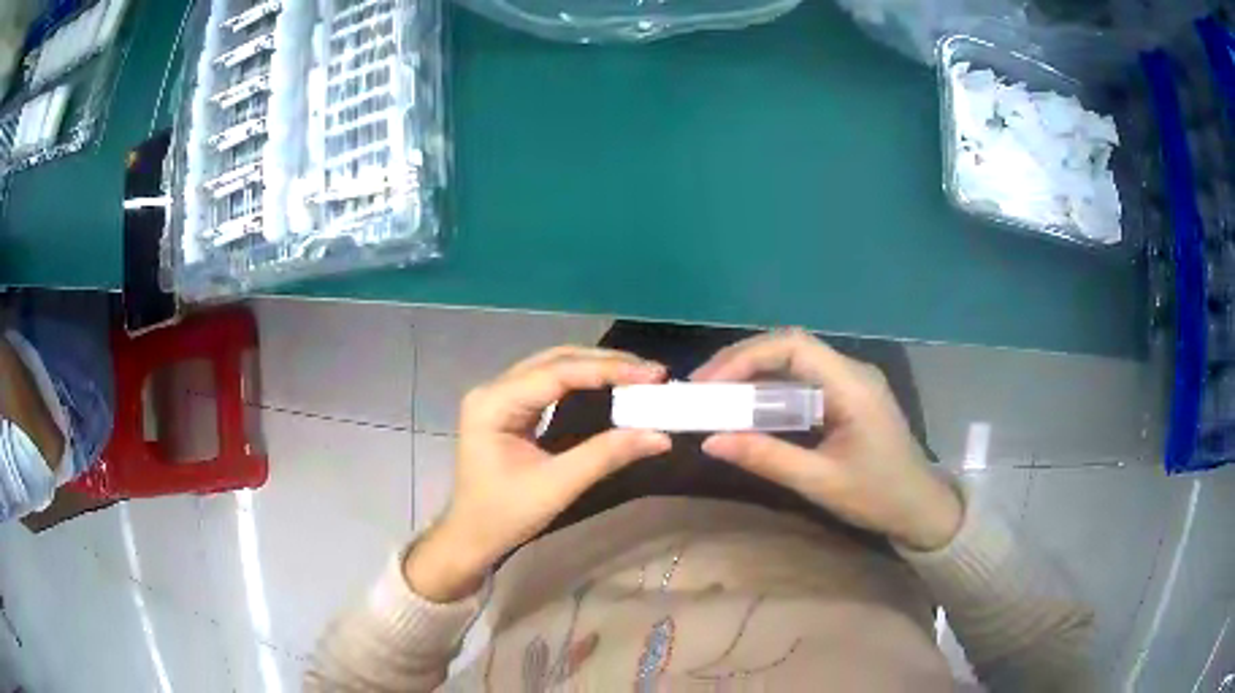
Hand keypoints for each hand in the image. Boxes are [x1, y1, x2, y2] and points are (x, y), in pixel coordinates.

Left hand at [406, 347, 671, 601]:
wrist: (471, 537)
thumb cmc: (504, 516)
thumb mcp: (557, 486)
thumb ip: (606, 455)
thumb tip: (660, 436)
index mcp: (494, 403)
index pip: (558, 373)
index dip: (608, 369)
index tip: (652, 374)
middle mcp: (493, 389)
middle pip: (556, 360)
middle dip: (606, 363)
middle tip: (651, 373)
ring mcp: (499, 397)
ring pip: (554, 367)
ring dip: (596, 368)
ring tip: (638, 376)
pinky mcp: (509, 409)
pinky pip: (550, 384)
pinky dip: (583, 381)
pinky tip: (609, 385)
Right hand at [692, 330, 961, 551]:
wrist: (921, 509)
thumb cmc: (878, 497)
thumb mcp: (820, 483)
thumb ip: (767, 458)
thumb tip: (710, 441)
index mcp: (852, 385)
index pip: (793, 346)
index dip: (745, 357)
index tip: (708, 383)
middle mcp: (852, 372)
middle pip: (790, 346)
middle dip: (742, 361)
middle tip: (702, 387)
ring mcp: (852, 382)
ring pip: (794, 361)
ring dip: (754, 373)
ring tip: (716, 394)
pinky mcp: (848, 397)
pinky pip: (803, 381)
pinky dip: (770, 388)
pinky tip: (749, 406)